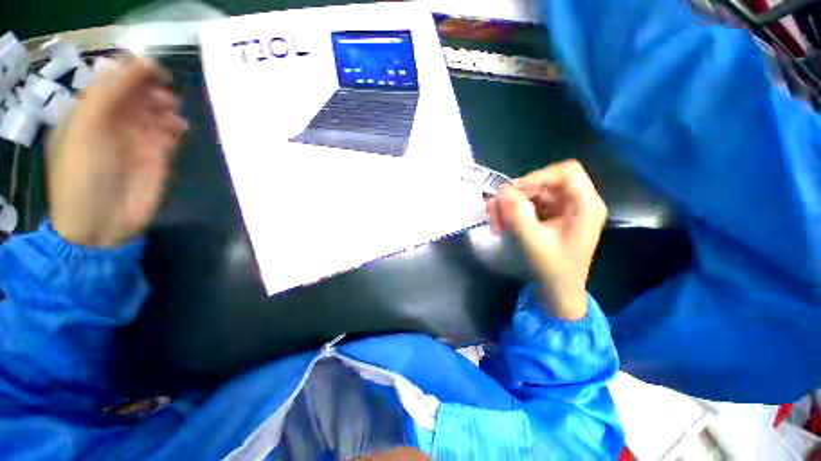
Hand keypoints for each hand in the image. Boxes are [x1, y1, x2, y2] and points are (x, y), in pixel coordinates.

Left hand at [47, 58, 187, 246]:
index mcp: (89, 112)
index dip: (133, 71)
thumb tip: (143, 64)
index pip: (112, 80)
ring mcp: (136, 140)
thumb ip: (110, 94)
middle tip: (164, 96)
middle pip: (136, 93)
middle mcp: (112, 122)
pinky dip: (176, 127)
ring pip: (155, 111)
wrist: (103, 223)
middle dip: (151, 88)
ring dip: (166, 107)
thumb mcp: (86, 129)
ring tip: (171, 114)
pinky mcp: (157, 157)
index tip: (154, 69)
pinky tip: (178, 129)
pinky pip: (169, 133)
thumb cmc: (84, 175)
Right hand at [486, 160, 606, 320]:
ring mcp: (563, 209)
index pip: (566, 172)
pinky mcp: (551, 216)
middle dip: (515, 196)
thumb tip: (501, 190)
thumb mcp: (532, 242)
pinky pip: (529, 205)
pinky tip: (503, 225)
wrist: (558, 291)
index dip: (538, 177)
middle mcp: (576, 203)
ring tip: (496, 223)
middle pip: (543, 183)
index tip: (515, 193)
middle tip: (494, 211)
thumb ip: (517, 214)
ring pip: (532, 194)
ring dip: (510, 205)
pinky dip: (513, 212)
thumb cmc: (553, 270)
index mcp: (585, 206)